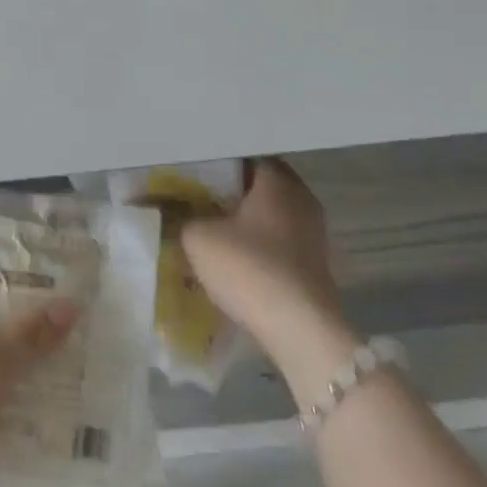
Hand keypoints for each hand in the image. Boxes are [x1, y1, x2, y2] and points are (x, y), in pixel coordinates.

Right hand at [181, 157, 345, 357]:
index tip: (194, 174)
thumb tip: (171, 208)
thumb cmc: (249, 268)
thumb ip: (181, 216)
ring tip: (213, 228)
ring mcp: (313, 232)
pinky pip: (280, 240)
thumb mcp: (198, 238)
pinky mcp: (315, 263)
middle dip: (231, 191)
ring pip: (271, 213)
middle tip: (198, 199)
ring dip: (246, 220)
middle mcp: (301, 197)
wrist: (300, 330)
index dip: (218, 164)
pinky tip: (236, 256)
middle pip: (260, 184)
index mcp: (277, 180)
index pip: (245, 156)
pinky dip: (259, 243)